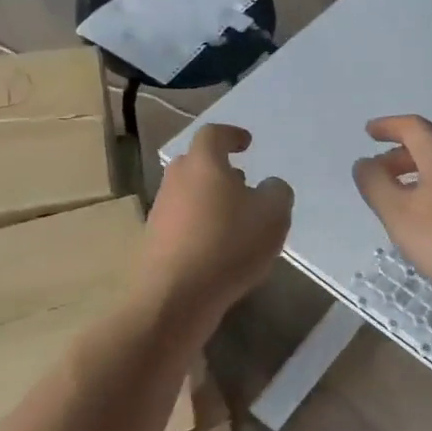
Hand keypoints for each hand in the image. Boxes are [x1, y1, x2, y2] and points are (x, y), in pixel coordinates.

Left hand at [138, 124, 292, 325]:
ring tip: (235, 220)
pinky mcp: (154, 242)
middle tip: (242, 182)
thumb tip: (268, 186)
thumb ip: (277, 192)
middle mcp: (176, 180)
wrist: (176, 296)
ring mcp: (161, 211)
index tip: (246, 143)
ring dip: (209, 199)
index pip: (213, 134)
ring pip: (188, 194)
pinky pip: (182, 223)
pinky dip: (200, 227)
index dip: (231, 135)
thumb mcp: (273, 215)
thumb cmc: (229, 244)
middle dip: (218, 169)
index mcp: (203, 163)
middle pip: (196, 163)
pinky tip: (219, 249)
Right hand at [352, 115, 431, 311]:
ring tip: (401, 201)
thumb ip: (376, 185)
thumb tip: (364, 163)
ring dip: (419, 177)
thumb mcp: (399, 214)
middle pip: (431, 149)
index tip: (369, 132)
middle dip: (401, 156)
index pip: (413, 128)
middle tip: (379, 172)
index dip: (389, 127)